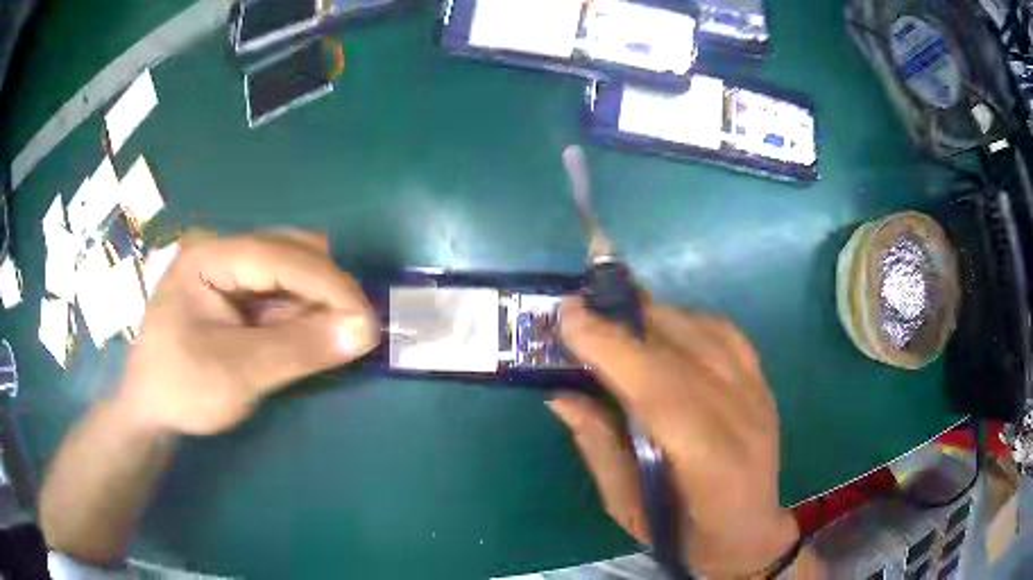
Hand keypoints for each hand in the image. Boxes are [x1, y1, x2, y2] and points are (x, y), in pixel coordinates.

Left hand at [118, 231, 378, 435]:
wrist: (150, 409)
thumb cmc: (182, 389)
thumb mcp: (239, 374)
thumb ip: (300, 349)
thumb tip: (367, 331)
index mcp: (209, 256)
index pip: (281, 256)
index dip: (330, 285)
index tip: (369, 322)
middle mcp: (221, 250)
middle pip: (290, 251)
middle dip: (327, 290)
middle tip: (354, 334)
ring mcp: (227, 268)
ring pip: (291, 270)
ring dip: (317, 303)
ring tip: (333, 341)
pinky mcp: (234, 290)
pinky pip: (281, 292)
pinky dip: (302, 313)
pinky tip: (309, 337)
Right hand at [551, 298, 798, 577]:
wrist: (750, 531)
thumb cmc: (685, 535)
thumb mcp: (629, 508)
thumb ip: (599, 448)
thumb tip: (561, 394)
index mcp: (710, 467)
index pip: (662, 394)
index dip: (615, 351)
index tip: (569, 319)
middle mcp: (743, 420)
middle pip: (682, 354)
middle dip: (624, 324)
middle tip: (578, 309)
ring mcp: (759, 395)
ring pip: (705, 332)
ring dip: (653, 315)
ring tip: (612, 314)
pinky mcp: (763, 382)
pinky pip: (725, 332)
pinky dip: (686, 319)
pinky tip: (661, 325)